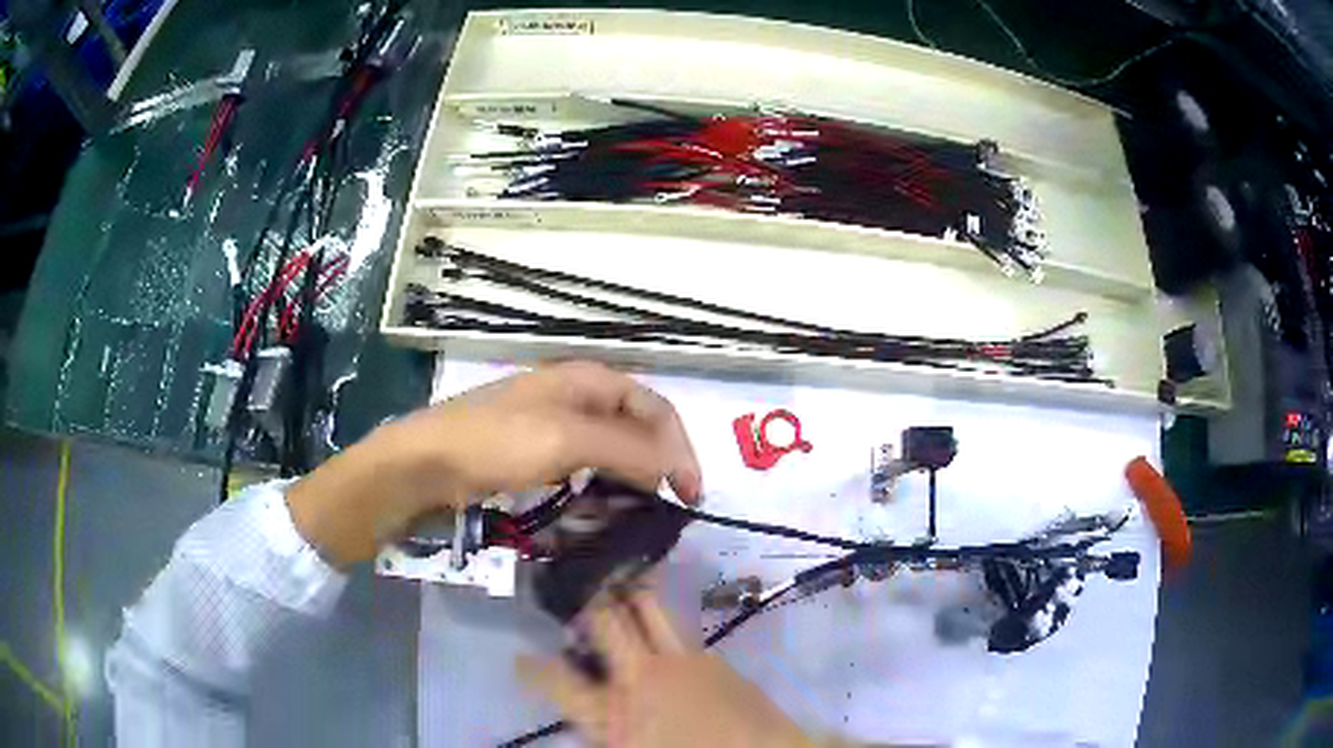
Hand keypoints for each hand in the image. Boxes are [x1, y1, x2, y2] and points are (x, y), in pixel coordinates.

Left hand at [285, 361, 701, 566]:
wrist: (423, 465)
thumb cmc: (493, 443)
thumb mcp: (565, 439)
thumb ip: (627, 448)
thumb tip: (674, 469)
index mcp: (588, 380)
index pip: (655, 409)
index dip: (680, 448)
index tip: (691, 495)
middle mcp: (575, 397)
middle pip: (635, 430)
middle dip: (658, 467)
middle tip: (669, 512)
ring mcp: (552, 427)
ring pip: (610, 453)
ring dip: (631, 482)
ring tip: (642, 517)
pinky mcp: (533, 456)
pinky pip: (581, 471)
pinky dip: (600, 491)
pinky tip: (602, 513)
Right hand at [519, 589, 810, 747]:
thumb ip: (603, 733)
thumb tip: (586, 718)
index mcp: (612, 713)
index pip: (556, 681)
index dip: (532, 668)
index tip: (521, 658)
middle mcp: (643, 677)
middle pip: (606, 620)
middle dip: (587, 602)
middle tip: (576, 594)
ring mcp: (682, 661)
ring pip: (649, 608)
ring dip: (628, 596)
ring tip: (616, 587)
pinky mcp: (715, 658)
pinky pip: (681, 631)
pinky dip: (662, 625)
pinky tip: (662, 634)